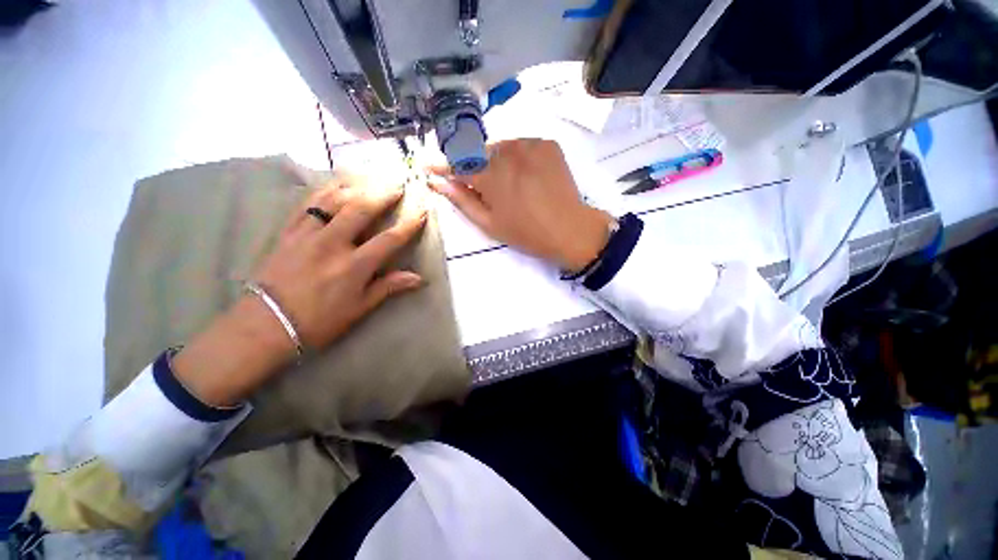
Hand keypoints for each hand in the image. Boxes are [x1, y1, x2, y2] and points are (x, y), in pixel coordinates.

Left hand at [173, 177, 426, 406]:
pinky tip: (337, 182)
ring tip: (372, 175)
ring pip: (334, 200)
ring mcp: (308, 234)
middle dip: (383, 193)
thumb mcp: (359, 308)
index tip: (422, 208)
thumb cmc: (320, 321)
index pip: (389, 239)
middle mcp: (332, 244)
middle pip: (361, 210)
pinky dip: (325, 190)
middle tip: (398, 182)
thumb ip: (388, 287)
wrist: (266, 324)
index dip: (409, 223)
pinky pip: (308, 204)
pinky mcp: (289, 232)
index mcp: (354, 266)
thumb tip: (418, 278)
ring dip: (356, 185)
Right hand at [428, 139, 611, 271]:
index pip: (458, 163)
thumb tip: (437, 182)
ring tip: (511, 184)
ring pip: (502, 147)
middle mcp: (508, 152)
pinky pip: (523, 146)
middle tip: (488, 189)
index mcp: (491, 175)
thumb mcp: (489, 223)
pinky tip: (528, 176)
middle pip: (480, 153)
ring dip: (498, 161)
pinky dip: (519, 158)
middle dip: (477, 167)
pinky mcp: (548, 144)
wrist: (570, 229)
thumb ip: (461, 200)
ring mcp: (531, 144)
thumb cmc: (526, 233)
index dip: (443, 165)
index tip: (430, 165)